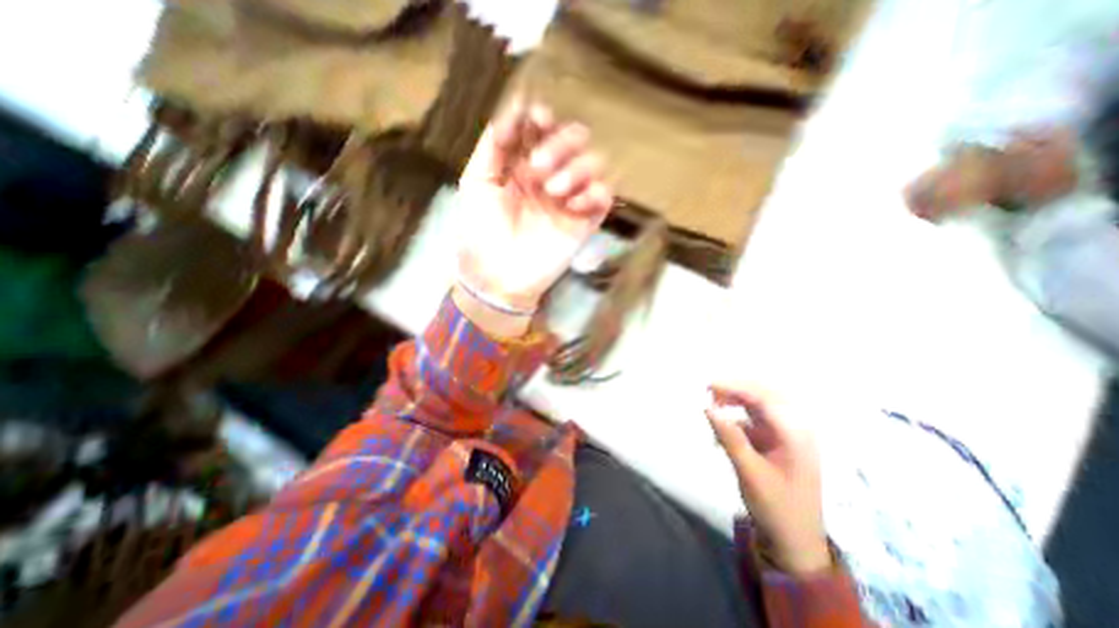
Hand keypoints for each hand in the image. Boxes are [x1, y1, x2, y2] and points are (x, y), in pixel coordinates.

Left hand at [455, 103, 609, 318]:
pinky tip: (573, 204)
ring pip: (594, 164)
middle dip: (561, 143)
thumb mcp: (476, 183)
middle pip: (575, 140)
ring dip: (577, 168)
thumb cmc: (480, 232)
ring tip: (553, 190)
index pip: (543, 130)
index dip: (544, 119)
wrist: (496, 277)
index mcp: (523, 165)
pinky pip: (604, 197)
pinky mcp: (584, 223)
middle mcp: (550, 177)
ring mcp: (569, 199)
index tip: (538, 119)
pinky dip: (594, 192)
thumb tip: (514, 108)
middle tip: (539, 166)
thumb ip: (493, 146)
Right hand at [706, 380, 829, 575]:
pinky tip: (721, 433)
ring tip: (713, 409)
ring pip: (759, 405)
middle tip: (709, 393)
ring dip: (735, 402)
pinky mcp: (776, 442)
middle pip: (764, 395)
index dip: (735, 386)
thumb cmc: (776, 508)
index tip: (708, 386)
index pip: (765, 397)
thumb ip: (730, 437)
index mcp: (796, 434)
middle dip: (735, 390)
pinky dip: (736, 420)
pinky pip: (754, 420)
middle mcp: (794, 428)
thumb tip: (708, 408)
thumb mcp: (750, 473)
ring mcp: (786, 435)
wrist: (795, 542)